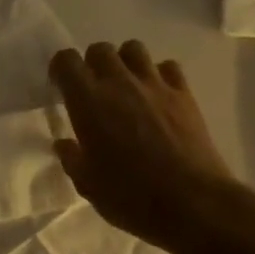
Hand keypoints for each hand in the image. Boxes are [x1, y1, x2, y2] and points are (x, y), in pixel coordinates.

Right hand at [49, 41, 245, 253]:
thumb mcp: (88, 185)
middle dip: (92, 64)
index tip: (62, 87)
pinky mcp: (184, 94)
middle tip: (94, 89)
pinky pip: (168, 67)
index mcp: (88, 101)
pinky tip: (158, 95)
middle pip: (100, 49)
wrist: (193, 204)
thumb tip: (65, 143)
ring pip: (134, 49)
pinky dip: (159, 74)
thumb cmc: (131, 197)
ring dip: (125, 62)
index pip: (66, 60)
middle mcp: (119, 82)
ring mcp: (154, 85)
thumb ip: (72, 158)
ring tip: (126, 86)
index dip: (61, 69)